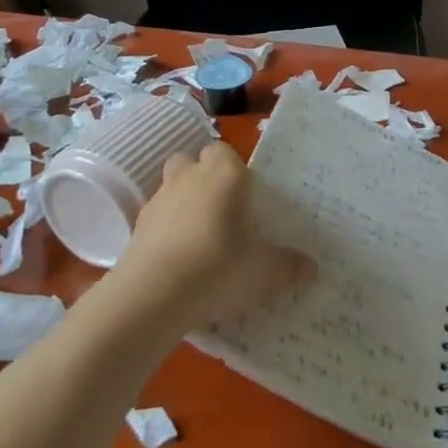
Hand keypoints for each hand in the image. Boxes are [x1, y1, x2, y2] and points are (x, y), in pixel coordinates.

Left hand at [115, 141, 307, 332]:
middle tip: (223, 208)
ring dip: (182, 201)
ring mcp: (158, 201)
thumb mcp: (264, 273)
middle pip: (191, 161)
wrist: (151, 298)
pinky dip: (165, 230)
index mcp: (223, 175)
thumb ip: (289, 266)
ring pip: (170, 187)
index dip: (233, 167)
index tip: (246, 193)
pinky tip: (179, 258)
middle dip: (203, 176)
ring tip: (200, 235)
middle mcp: (188, 178)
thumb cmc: (217, 268)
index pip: (224, 150)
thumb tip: (311, 267)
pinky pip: (156, 219)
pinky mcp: (136, 229)